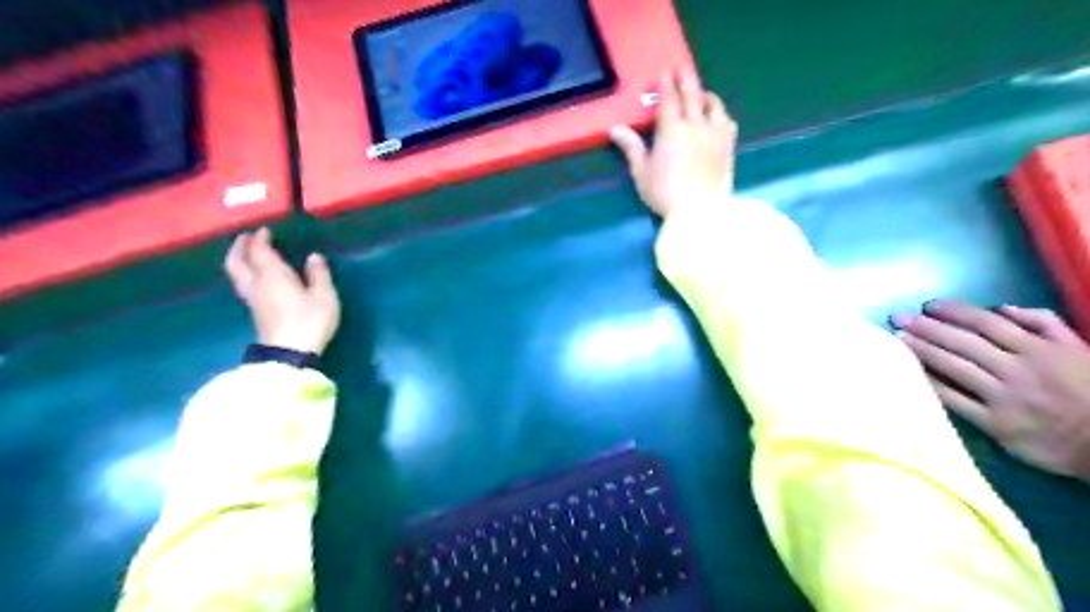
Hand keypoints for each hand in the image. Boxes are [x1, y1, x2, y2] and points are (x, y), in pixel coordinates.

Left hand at [219, 227, 338, 353]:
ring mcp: (253, 299)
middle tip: (246, 238)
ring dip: (239, 260)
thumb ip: (319, 275)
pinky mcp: (256, 312)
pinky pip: (244, 284)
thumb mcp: (324, 296)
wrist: (290, 353)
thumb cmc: (310, 321)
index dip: (260, 239)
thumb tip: (314, 257)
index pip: (260, 251)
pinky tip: (257, 276)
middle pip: (237, 262)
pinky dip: (245, 273)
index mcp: (273, 275)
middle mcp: (257, 283)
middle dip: (239, 247)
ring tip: (247, 254)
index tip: (265, 230)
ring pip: (237, 274)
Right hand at [610, 70, 735, 218]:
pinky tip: (717, 117)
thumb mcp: (642, 172)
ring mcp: (715, 135)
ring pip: (713, 105)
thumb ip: (631, 147)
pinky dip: (720, 114)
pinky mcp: (728, 148)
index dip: (666, 85)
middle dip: (686, 80)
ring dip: (705, 95)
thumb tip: (615, 129)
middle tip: (682, 68)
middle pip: (692, 95)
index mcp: (671, 129)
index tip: (665, 73)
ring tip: (701, 92)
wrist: (699, 212)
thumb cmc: (664, 193)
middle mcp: (695, 125)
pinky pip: (727, 122)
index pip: (668, 100)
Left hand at [888, 298, 1088, 478]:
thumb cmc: (1089, 390)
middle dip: (927, 327)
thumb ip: (1044, 323)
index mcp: (1039, 349)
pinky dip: (932, 385)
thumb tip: (1001, 308)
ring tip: (898, 338)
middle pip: (963, 343)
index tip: (927, 305)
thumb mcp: (1079, 349)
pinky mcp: (995, 424)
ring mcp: (1005, 398)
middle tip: (898, 318)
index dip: (953, 312)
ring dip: (923, 351)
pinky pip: (955, 401)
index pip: (986, 323)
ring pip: (955, 367)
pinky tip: (910, 373)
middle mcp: (1018, 370)